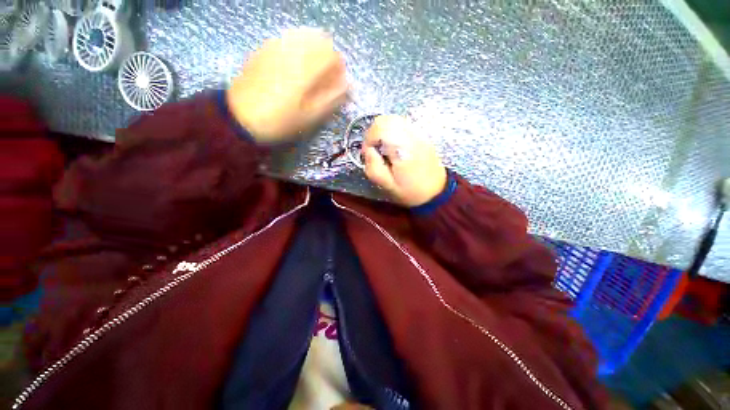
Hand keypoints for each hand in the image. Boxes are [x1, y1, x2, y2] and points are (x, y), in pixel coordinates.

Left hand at [226, 28, 347, 142]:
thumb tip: (348, 84)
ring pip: (304, 36)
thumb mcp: (311, 116)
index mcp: (305, 66)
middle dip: (328, 57)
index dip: (339, 69)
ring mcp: (276, 45)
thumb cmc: (281, 120)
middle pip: (320, 40)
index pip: (333, 54)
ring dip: (314, 52)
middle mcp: (292, 48)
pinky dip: (299, 49)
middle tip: (325, 79)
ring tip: (311, 73)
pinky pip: (289, 39)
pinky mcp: (264, 48)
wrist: (241, 117)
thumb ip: (332, 98)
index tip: (337, 85)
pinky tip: (295, 67)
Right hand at [363, 115, 447, 206]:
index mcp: (403, 149)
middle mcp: (412, 136)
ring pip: (395, 119)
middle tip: (374, 149)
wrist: (436, 192)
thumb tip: (368, 151)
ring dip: (383, 130)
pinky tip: (394, 145)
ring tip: (383, 147)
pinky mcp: (422, 135)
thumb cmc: (410, 191)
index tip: (369, 153)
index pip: (381, 128)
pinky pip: (403, 124)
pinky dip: (393, 130)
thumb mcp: (388, 186)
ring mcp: (419, 134)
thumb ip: (374, 168)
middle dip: (374, 132)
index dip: (369, 138)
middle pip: (387, 119)